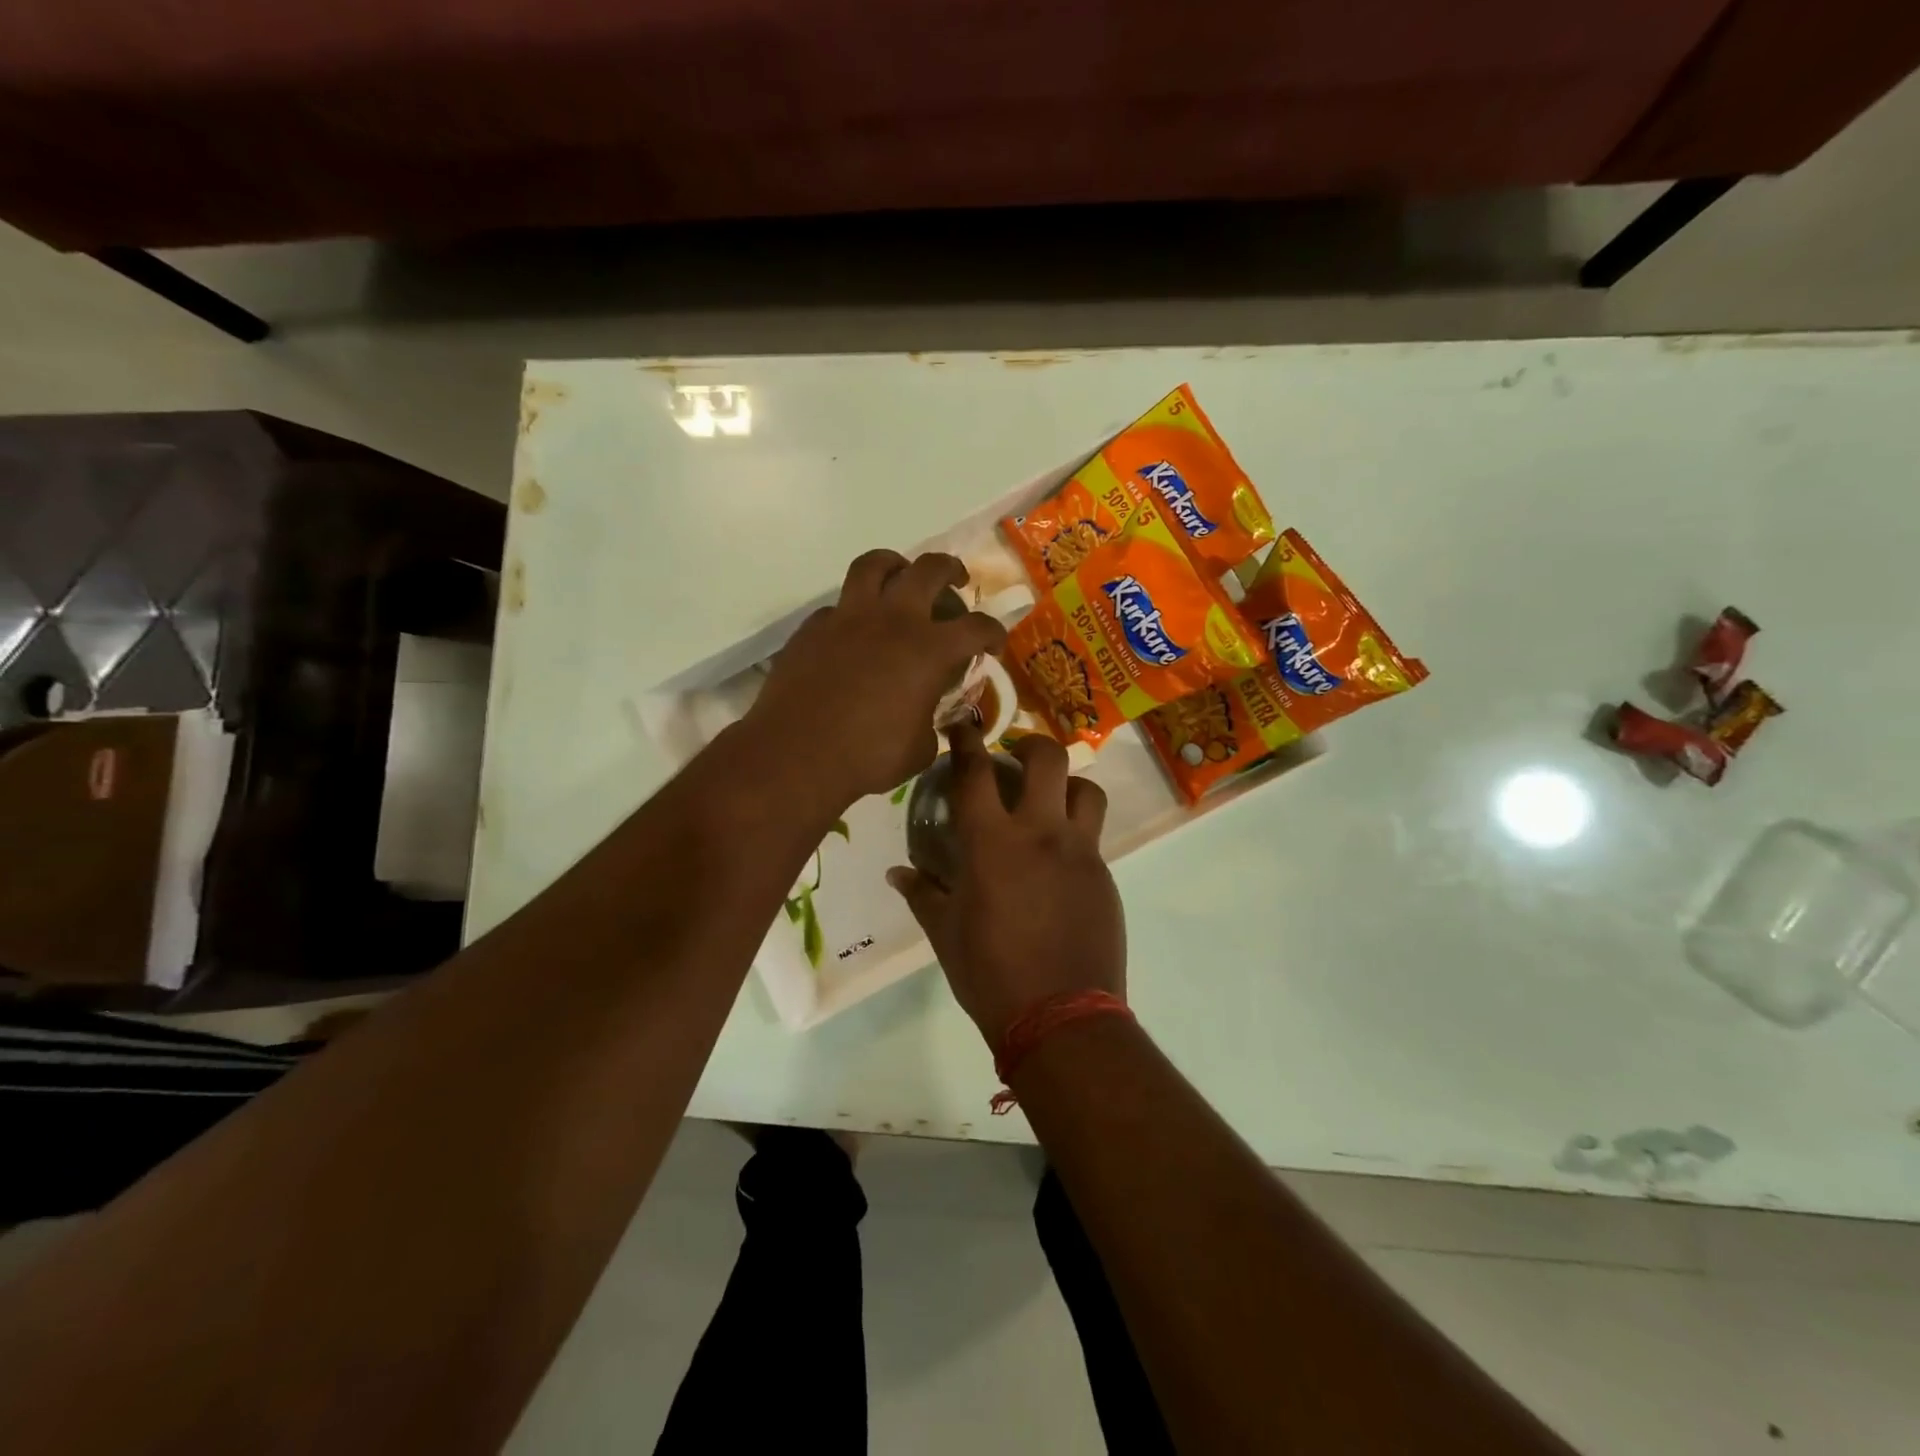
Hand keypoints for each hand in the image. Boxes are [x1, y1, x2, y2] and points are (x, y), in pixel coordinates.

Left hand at [748, 550, 1004, 807]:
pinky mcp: (813, 627)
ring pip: (875, 565)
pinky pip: (838, 606)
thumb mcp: (920, 749)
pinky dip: (853, 611)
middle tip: (955, 582)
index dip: (993, 632)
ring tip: (900, 576)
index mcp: (930, 650)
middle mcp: (893, 620)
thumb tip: (929, 720)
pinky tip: (853, 632)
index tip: (994, 645)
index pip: (977, 627)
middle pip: (930, 570)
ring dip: (895, 565)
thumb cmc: (868, 756)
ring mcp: (848, 618)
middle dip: (950, 571)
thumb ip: (932, 724)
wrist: (797, 754)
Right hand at [888, 723, 1122, 1043]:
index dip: (967, 740)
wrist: (1062, 1017)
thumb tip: (897, 875)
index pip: (975, 772)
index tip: (963, 722)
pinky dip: (1075, 833)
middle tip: (1016, 758)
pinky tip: (1058, 861)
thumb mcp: (945, 934)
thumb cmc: (991, 974)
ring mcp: (1080, 852)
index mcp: (992, 843)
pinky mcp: (1105, 874)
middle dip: (1031, 745)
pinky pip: (1093, 836)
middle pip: (1048, 759)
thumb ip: (922, 895)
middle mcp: (1040, 833)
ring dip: (1067, 785)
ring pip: (1086, 790)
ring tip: (1050, 802)